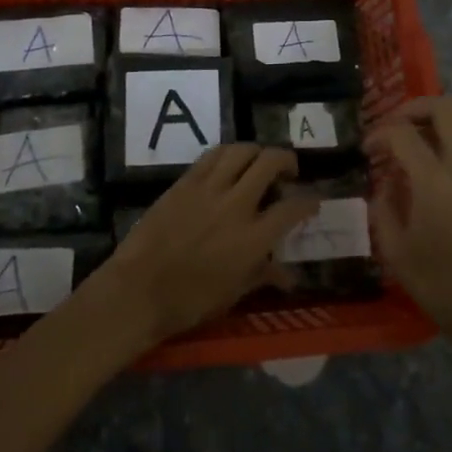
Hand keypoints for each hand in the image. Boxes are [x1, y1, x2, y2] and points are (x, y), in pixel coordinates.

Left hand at [90, 144, 316, 349]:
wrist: (138, 290)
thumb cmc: (189, 301)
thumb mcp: (233, 294)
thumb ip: (263, 276)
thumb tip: (289, 276)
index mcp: (253, 238)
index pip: (293, 208)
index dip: (309, 202)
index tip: (313, 201)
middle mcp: (236, 205)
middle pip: (270, 162)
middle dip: (287, 161)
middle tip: (289, 172)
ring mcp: (209, 188)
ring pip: (242, 150)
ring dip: (258, 152)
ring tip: (260, 162)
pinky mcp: (185, 181)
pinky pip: (213, 155)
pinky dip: (228, 154)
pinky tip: (230, 163)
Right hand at [368, 97, 451, 348]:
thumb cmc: (444, 287)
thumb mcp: (397, 253)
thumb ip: (384, 210)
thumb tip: (385, 183)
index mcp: (435, 183)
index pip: (403, 134)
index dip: (380, 133)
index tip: (368, 149)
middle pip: (447, 108)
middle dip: (415, 107)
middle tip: (397, 125)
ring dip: (446, 112)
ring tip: (426, 129)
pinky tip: (447, 155)